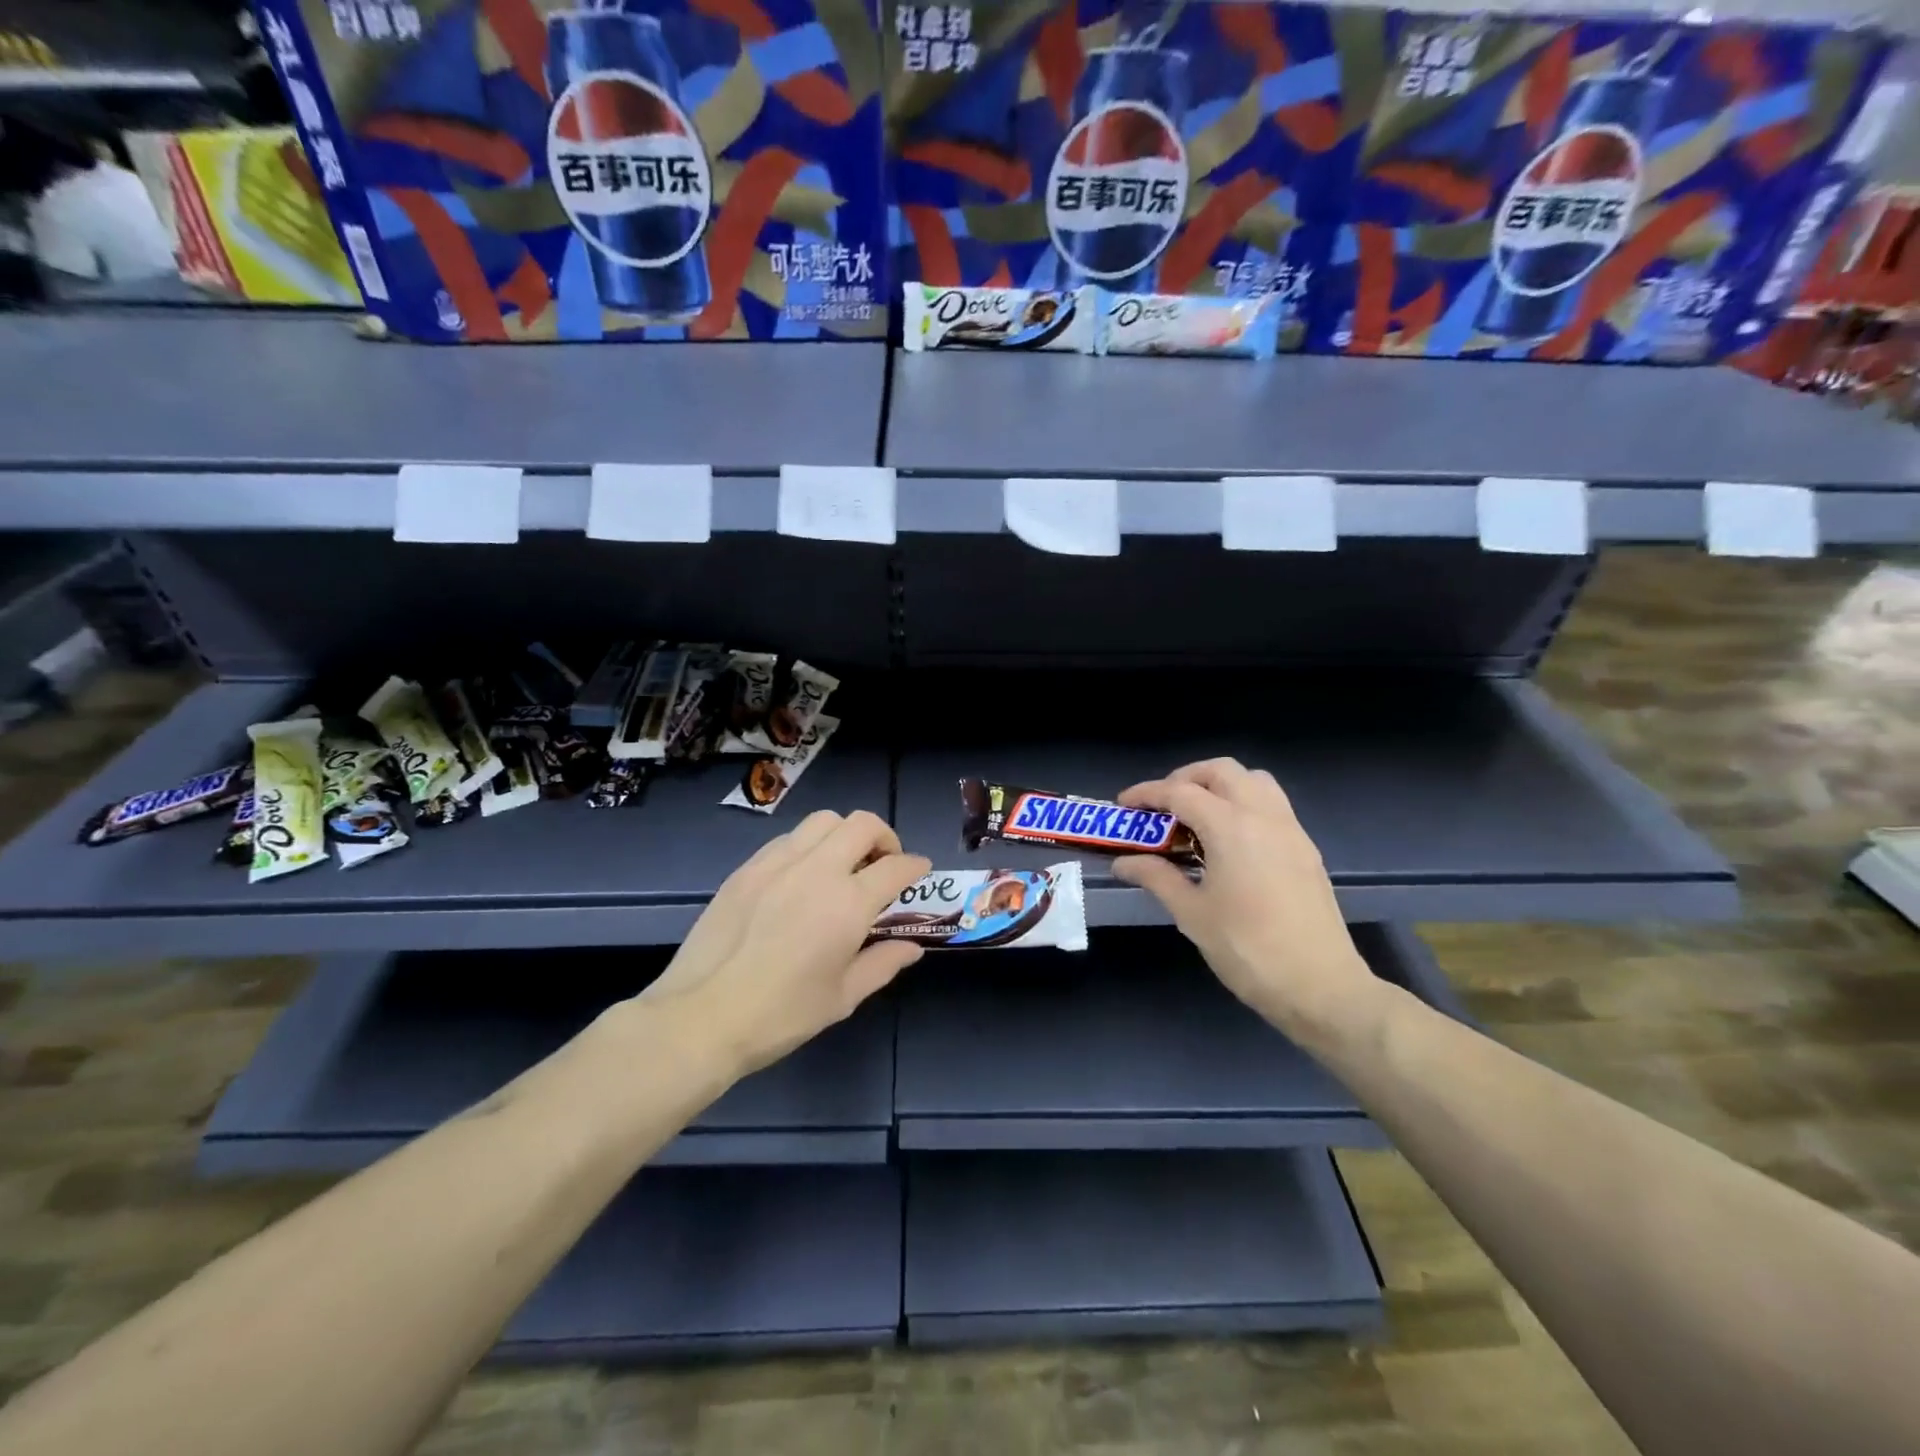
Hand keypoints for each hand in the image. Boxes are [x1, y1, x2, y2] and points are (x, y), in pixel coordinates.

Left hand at [637, 810, 930, 1077]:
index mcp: (848, 903)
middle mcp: (817, 870)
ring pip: (823, 821)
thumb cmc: (781, 1014)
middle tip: (883, 863)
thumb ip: (882, 964)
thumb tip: (912, 948)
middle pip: (862, 824)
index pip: (896, 866)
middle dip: (884, 837)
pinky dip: (808, 846)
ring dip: (844, 834)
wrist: (702, 1016)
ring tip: (842, 864)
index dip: (915, 866)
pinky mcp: (747, 868)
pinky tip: (802, 877)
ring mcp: (777, 863)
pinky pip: (788, 838)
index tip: (920, 872)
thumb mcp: (842, 997)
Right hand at [1113, 759, 1380, 1050]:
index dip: (1147, 794)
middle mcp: (1264, 816)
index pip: (1181, 792)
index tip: (1123, 805)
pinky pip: (1271, 805)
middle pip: (1221, 771)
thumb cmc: (1247, 949)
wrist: (1321, 987)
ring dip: (1219, 786)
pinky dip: (1243, 804)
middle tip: (1162, 807)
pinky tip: (1227, 841)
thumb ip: (1156, 878)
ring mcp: (1291, 830)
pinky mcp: (1305, 849)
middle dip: (1185, 779)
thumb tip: (1123, 863)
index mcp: (1231, 827)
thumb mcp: (1192, 914)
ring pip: (1253, 781)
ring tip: (1196, 818)